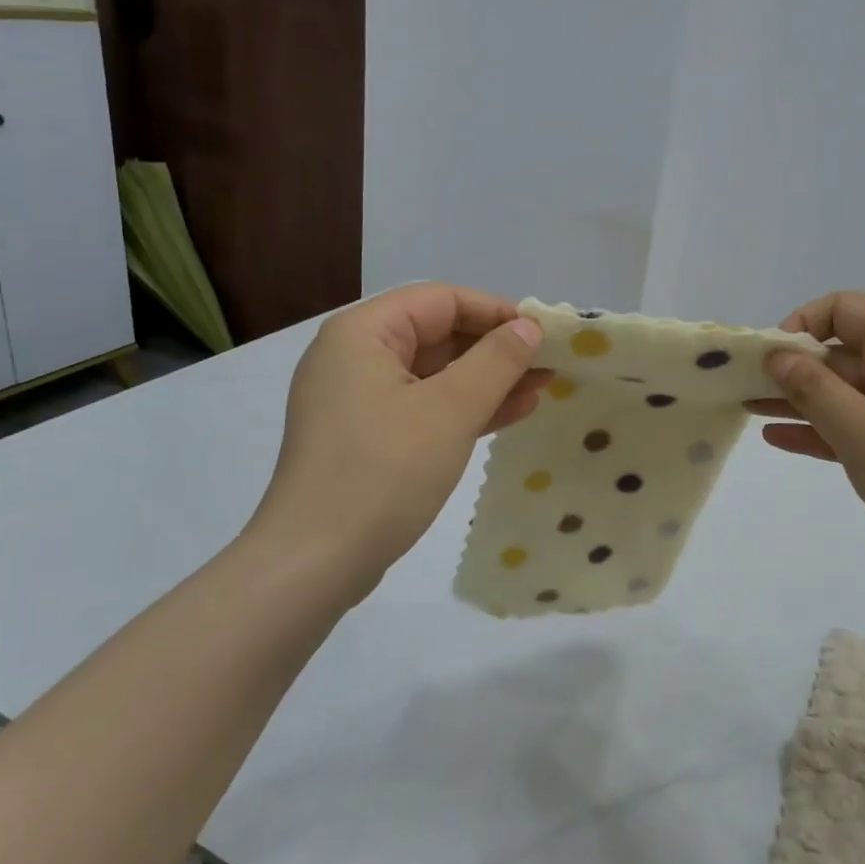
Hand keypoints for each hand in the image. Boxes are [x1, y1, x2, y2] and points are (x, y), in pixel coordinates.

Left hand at [245, 284, 548, 600]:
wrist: (314, 563)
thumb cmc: (383, 472)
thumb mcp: (450, 410)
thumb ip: (496, 362)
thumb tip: (528, 328)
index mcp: (362, 333)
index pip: (440, 300)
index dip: (495, 311)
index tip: (542, 333)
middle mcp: (355, 357)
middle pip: (437, 335)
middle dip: (496, 349)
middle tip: (549, 364)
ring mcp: (358, 401)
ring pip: (435, 375)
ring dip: (487, 381)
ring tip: (541, 389)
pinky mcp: (367, 438)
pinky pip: (424, 408)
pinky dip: (464, 409)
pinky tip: (510, 415)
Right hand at [752, 292, 864, 592]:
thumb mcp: (861, 432)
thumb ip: (813, 389)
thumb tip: (778, 355)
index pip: (847, 308)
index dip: (803, 322)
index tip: (772, 358)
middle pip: (842, 350)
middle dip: (792, 365)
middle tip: (743, 387)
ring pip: (846, 391)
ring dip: (800, 398)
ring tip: (748, 409)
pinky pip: (859, 424)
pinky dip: (822, 427)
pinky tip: (781, 439)